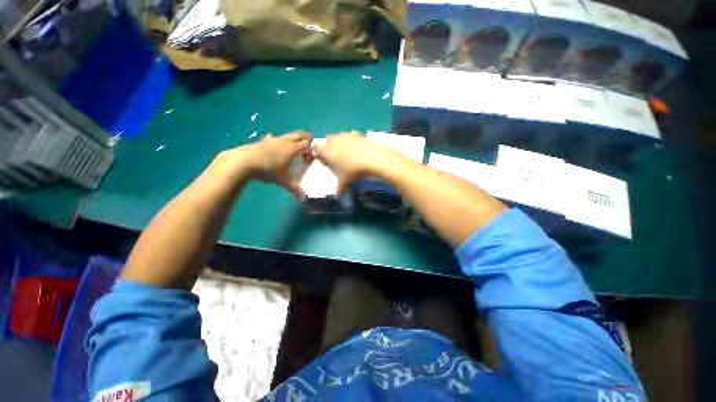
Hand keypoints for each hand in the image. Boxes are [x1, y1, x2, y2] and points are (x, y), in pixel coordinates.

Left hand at [211, 131, 312, 197]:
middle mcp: (286, 141)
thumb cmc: (269, 170)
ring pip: (288, 135)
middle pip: (300, 135)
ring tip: (294, 143)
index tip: (311, 157)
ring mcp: (275, 139)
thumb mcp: (283, 181)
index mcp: (293, 149)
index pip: (307, 145)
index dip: (311, 150)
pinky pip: (275, 138)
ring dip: (293, 137)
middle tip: (310, 140)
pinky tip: (274, 143)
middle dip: (306, 137)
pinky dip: (278, 140)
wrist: (247, 161)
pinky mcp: (265, 140)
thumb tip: (304, 198)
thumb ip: (294, 188)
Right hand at [314, 131, 403, 192]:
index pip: (316, 148)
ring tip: (347, 154)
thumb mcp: (344, 181)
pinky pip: (351, 135)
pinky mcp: (358, 133)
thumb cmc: (353, 170)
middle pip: (327, 140)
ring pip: (338, 136)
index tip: (325, 162)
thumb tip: (337, 195)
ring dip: (340, 143)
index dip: (320, 155)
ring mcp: (346, 135)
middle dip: (329, 147)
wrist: (373, 158)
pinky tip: (358, 149)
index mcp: (326, 150)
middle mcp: (334, 140)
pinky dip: (352, 141)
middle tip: (335, 158)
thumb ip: (339, 188)